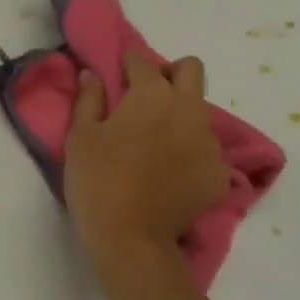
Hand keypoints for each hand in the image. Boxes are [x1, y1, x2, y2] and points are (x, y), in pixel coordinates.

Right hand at [65, 52, 230, 276]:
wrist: (130, 238)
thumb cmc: (97, 180)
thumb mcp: (80, 137)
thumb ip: (89, 99)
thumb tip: (92, 74)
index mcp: (152, 95)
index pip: (142, 61)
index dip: (126, 64)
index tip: (115, 76)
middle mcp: (189, 110)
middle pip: (191, 70)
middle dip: (169, 74)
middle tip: (146, 97)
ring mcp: (210, 143)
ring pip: (200, 112)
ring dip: (180, 116)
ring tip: (155, 144)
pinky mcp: (219, 174)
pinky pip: (207, 151)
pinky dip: (189, 154)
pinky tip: (169, 174)